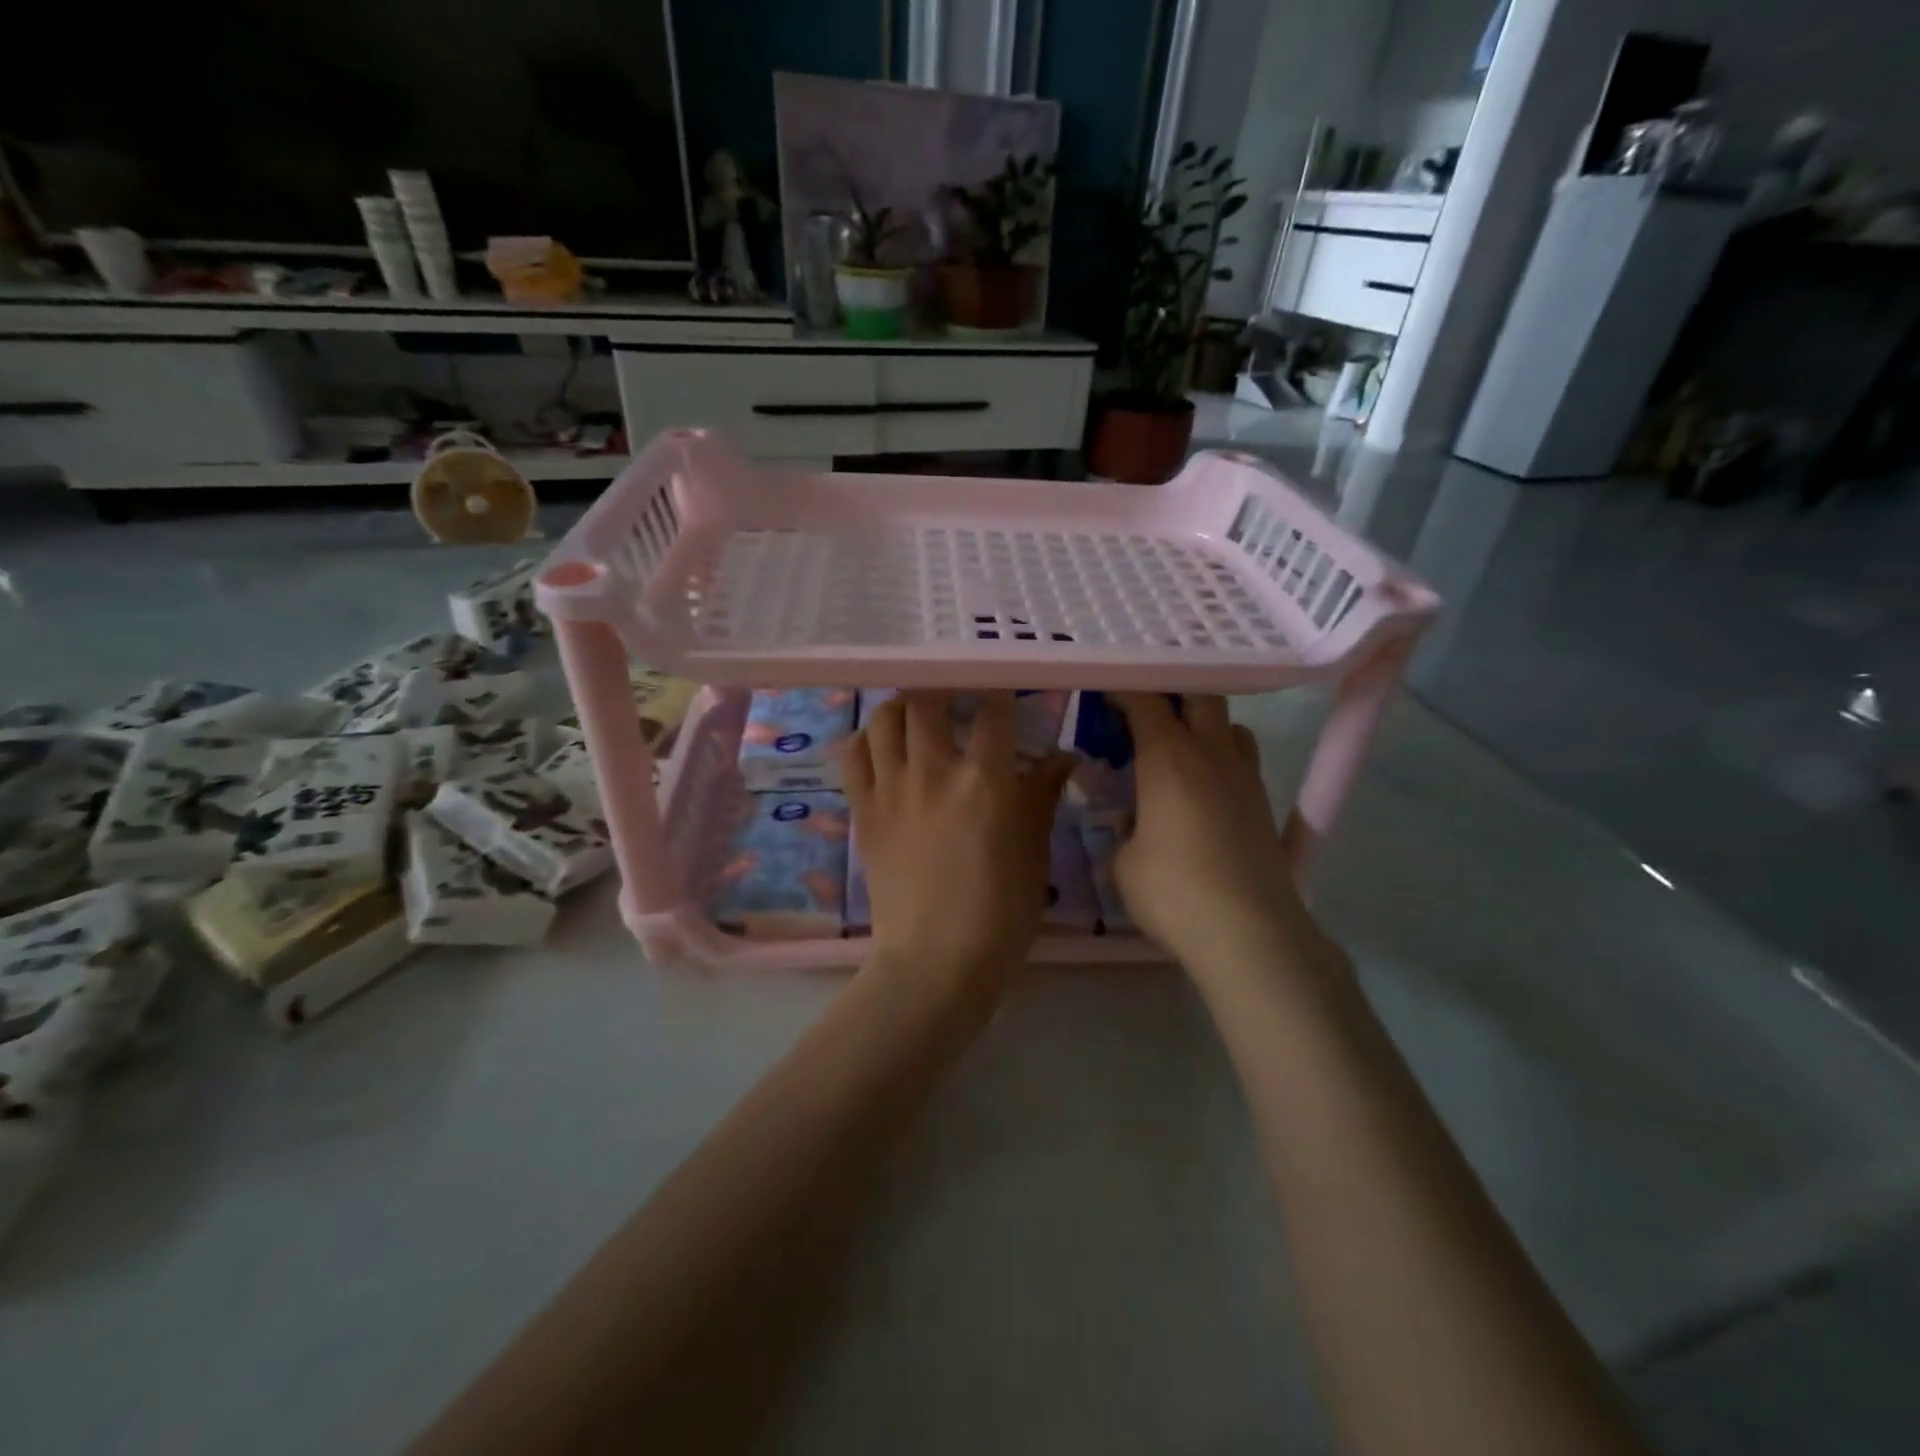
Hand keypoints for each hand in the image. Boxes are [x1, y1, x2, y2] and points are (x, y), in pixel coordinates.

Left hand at [845, 691, 1072, 990]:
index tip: (1004, 688)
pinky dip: (868, 739)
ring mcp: (891, 790)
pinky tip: (883, 743)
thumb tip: (1063, 757)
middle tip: (956, 692)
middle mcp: (933, 772)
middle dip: (944, 686)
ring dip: (903, 705)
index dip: (1000, 690)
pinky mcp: (863, 811)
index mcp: (984, 781)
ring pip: (885, 719)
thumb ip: (1043, 796)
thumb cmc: (999, 912)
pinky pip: (854, 756)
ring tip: (917, 710)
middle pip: (928, 700)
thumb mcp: (1034, 853)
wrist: (935, 961)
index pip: (992, 711)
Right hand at [1110, 694, 1336, 981]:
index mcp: (1168, 758)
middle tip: (1146, 717)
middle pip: (1200, 697)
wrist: (1249, 932)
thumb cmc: (1173, 892)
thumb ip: (1126, 830)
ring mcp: (1245, 778)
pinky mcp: (1265, 805)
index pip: (1146, 702)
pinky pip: (1244, 761)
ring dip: (1205, 726)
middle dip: (1172, 697)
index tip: (1107, 696)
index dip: (1125, 691)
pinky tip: (1204, 791)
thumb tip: (1137, 823)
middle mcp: (1211, 754)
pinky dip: (1222, 760)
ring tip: (1180, 751)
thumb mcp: (1124, 862)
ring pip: (1231, 726)